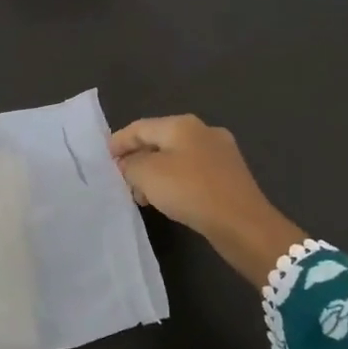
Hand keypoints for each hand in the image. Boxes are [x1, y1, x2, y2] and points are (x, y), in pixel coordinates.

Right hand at [109, 116, 306, 285]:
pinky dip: (175, 182)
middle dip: (138, 159)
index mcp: (182, 124)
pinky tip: (169, 201)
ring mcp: (221, 153)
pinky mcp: (230, 176)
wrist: (243, 224)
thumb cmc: (191, 191)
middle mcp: (203, 131)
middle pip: (159, 141)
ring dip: (156, 174)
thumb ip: (130, 165)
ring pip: (177, 158)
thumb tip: (128, 163)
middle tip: (122, 180)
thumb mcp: (148, 175)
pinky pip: (193, 173)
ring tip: (142, 196)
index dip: (119, 142)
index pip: (140, 127)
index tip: (104, 160)